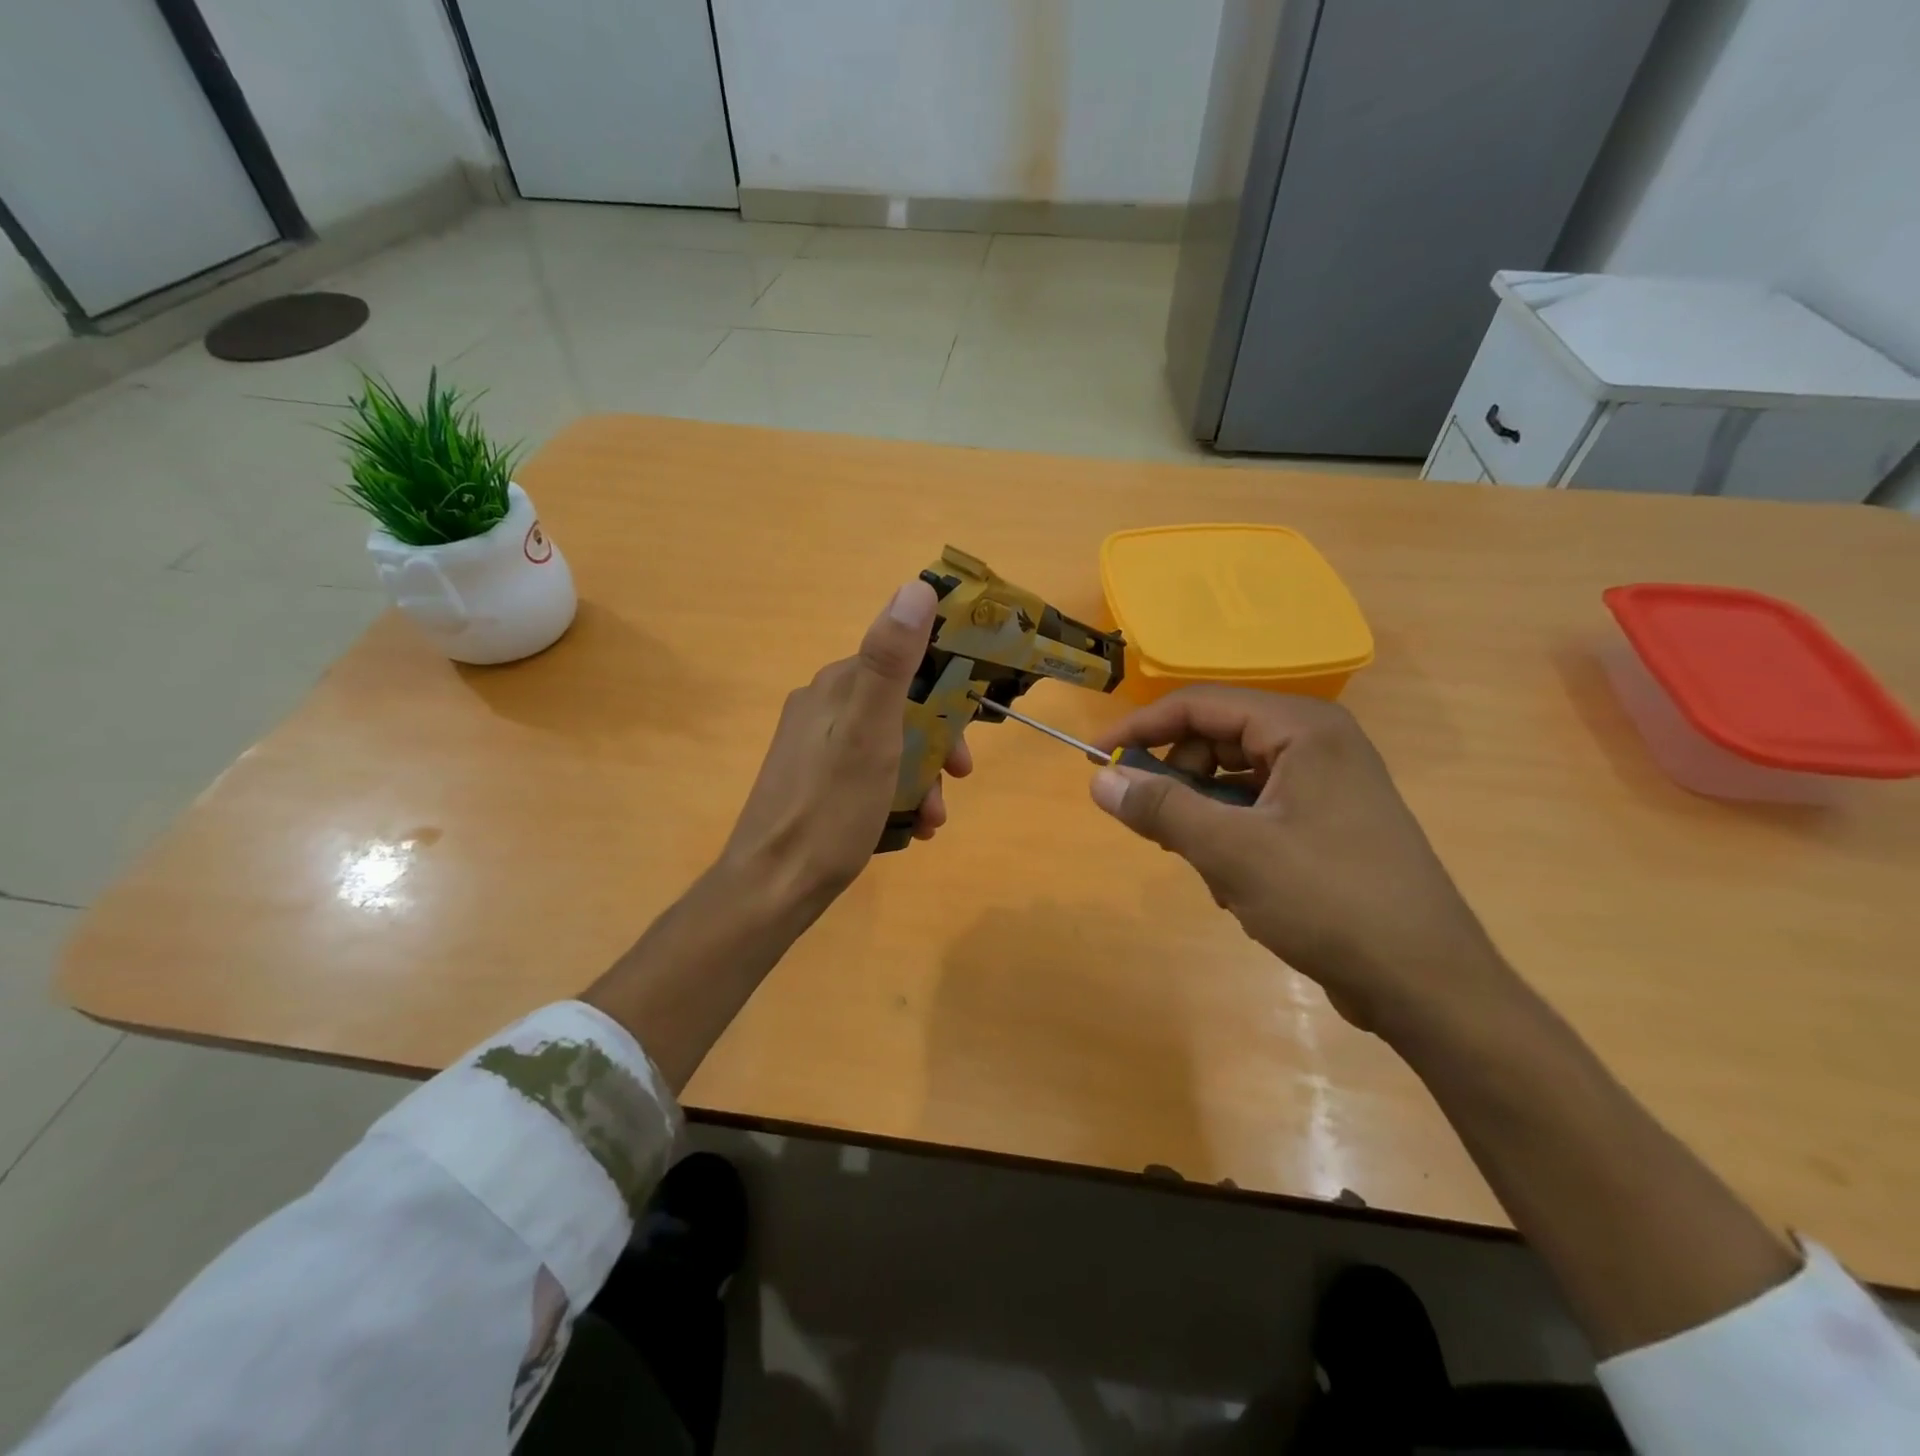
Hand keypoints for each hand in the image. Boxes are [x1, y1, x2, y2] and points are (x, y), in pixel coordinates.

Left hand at [719, 579, 971, 912]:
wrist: (771, 887)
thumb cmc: (829, 810)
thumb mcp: (870, 734)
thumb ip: (891, 662)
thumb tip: (916, 587)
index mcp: (836, 687)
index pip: (903, 664)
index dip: (945, 694)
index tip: (968, 734)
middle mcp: (822, 707)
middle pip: (899, 708)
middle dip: (935, 745)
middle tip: (957, 781)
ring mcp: (813, 747)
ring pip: (887, 745)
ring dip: (920, 777)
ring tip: (932, 819)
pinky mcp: (812, 782)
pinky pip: (867, 774)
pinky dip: (894, 795)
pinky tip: (908, 829)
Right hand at [1089, 687, 1511, 1039]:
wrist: (1427, 984)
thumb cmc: (1329, 901)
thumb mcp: (1231, 851)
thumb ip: (1160, 807)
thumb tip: (1099, 778)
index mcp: (1302, 728)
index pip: (1199, 705)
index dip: (1140, 730)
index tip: (1094, 761)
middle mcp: (1317, 744)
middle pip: (1215, 740)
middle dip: (1179, 783)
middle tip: (1156, 828)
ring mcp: (1326, 785)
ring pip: (1232, 781)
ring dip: (1205, 820)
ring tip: (1210, 870)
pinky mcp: (1328, 824)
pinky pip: (1256, 812)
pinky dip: (1232, 841)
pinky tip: (1239, 888)